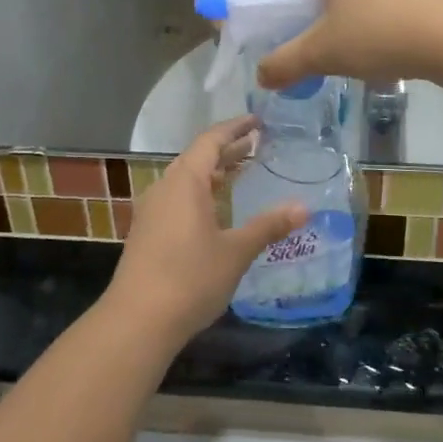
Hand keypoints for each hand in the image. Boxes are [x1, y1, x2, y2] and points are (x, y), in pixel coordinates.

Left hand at [104, 117, 306, 344]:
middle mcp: (165, 187)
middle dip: (227, 150)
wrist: (138, 320)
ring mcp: (152, 210)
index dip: (235, 128)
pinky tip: (217, 210)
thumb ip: (268, 226)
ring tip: (242, 173)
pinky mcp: (148, 232)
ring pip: (186, 179)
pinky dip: (202, 193)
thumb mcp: (236, 251)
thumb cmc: (190, 278)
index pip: (211, 140)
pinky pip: (178, 198)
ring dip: (214, 173)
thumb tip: (304, 208)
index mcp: (185, 180)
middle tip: (258, 146)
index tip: (257, 121)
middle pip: (197, 157)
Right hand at [257, 0, 442, 88]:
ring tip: (358, 50)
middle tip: (322, 48)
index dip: (284, 11)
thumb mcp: (323, 53)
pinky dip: (379, 14)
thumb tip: (260, 76)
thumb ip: (285, 63)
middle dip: (318, 14)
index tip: (290, 40)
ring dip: (349, 15)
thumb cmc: (381, 33)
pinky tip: (390, 42)